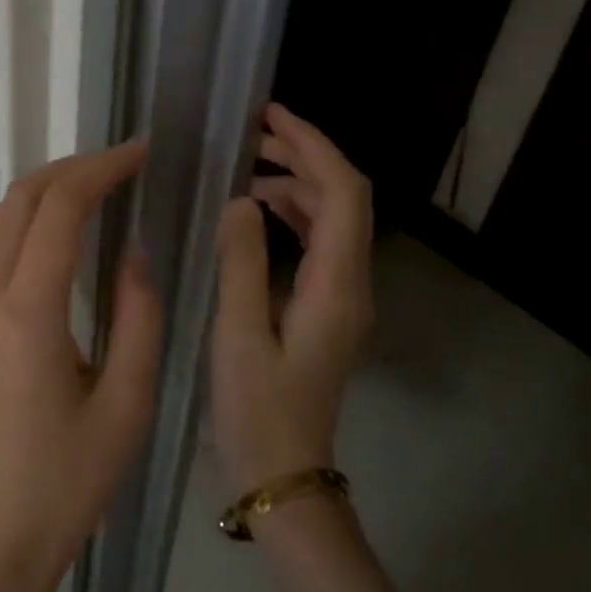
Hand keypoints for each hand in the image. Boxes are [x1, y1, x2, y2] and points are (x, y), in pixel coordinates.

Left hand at [0, 141, 162, 591]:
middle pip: (18, 201)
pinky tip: (62, 235)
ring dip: (43, 191)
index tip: (141, 152)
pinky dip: (26, 223)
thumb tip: (135, 253)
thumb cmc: (70, 481)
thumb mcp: (128, 402)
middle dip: (70, 168)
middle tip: (122, 164)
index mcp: (28, 314)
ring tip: (96, 188)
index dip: (101, 169)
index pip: (59, 210)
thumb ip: (139, 318)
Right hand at [212, 104, 373, 495]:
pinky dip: (294, 216)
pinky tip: (258, 213)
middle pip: (345, 199)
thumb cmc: (257, 411)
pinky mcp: (327, 311)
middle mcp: (352, 285)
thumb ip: (240, 262)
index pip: (343, 193)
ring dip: (298, 185)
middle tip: (251, 136)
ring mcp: (343, 299)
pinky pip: (319, 245)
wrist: (284, 475)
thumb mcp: (238, 335)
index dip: (313, 145)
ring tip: (248, 168)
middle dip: (304, 156)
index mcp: (336, 286)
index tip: (270, 116)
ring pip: (333, 220)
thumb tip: (241, 199)